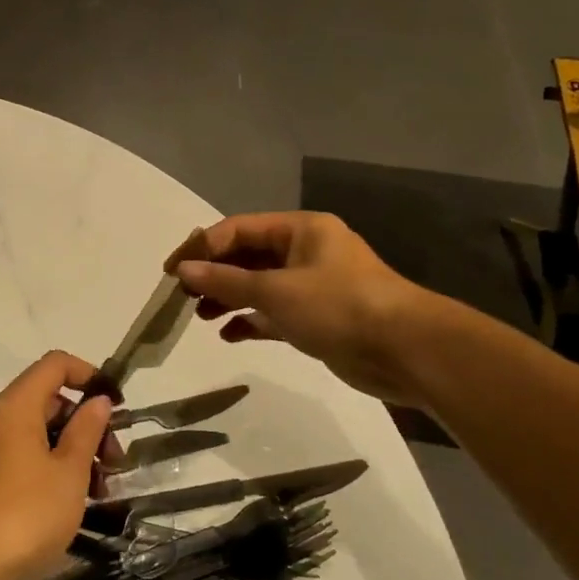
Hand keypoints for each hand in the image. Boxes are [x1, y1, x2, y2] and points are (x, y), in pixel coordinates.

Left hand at [0, 351, 112, 579]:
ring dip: (76, 451)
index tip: (117, 405)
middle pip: (51, 400)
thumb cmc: (24, 514)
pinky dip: (55, 469)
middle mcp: (0, 419)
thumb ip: (87, 431)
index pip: (56, 365)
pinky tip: (75, 503)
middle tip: (115, 461)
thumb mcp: (69, 473)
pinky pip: (29, 458)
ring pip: (42, 433)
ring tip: (101, 490)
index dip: (89, 374)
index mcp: (17, 406)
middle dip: (88, 423)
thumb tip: (98, 400)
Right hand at [167, 212, 438, 404]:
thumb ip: (226, 281)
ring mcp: (313, 285)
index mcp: (300, 229)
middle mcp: (306, 251)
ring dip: (229, 298)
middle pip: (248, 256)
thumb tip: (183, 270)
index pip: (238, 229)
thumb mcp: (276, 291)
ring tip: (200, 316)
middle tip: (183, 296)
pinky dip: (251, 320)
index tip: (172, 272)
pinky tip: (229, 334)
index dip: (202, 247)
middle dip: (214, 274)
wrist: (406, 351)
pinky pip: (275, 312)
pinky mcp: (319, 317)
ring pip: (259, 285)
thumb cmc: (338, 306)